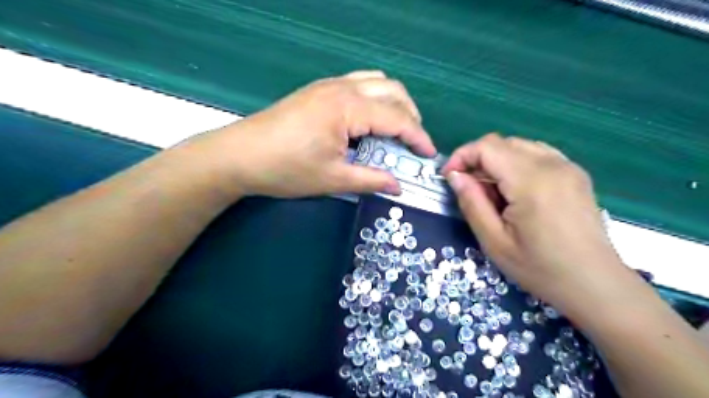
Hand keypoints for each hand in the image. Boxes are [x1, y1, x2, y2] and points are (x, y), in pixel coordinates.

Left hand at [181, 70, 438, 198]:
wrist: (238, 156)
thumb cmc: (286, 169)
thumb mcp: (333, 179)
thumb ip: (371, 179)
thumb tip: (398, 186)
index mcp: (348, 108)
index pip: (397, 117)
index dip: (418, 136)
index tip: (429, 154)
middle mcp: (342, 88)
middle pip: (393, 90)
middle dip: (411, 115)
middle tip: (413, 142)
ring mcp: (328, 85)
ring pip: (376, 81)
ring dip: (394, 103)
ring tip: (396, 129)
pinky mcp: (318, 90)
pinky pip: (358, 83)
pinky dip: (375, 98)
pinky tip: (369, 121)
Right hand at [441, 135, 630, 318]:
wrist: (595, 284)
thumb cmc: (540, 268)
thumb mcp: (494, 241)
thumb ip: (471, 203)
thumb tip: (455, 176)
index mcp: (531, 181)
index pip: (487, 147)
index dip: (461, 156)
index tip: (449, 177)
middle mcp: (552, 164)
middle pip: (502, 142)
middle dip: (477, 159)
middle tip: (469, 188)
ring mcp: (568, 166)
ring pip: (519, 146)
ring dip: (496, 161)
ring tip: (492, 191)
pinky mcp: (576, 174)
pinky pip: (537, 154)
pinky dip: (517, 163)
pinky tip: (515, 189)